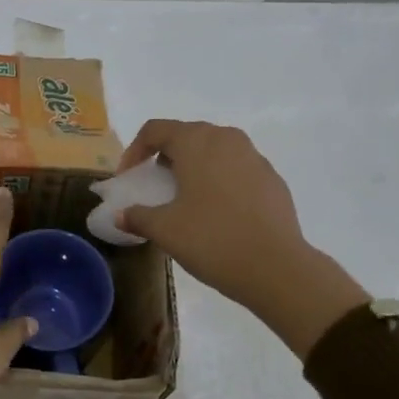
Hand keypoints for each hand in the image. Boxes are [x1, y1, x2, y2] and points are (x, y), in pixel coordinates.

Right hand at [117, 120, 368, 358]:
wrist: (277, 268)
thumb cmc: (212, 239)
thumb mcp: (165, 230)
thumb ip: (138, 216)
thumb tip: (121, 215)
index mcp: (197, 142)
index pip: (156, 130)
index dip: (135, 150)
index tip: (128, 178)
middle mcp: (226, 139)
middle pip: (187, 136)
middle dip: (165, 157)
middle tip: (155, 186)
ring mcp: (254, 157)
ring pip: (215, 151)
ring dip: (195, 167)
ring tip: (186, 199)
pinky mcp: (273, 179)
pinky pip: (237, 169)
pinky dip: (220, 181)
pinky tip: (218, 214)